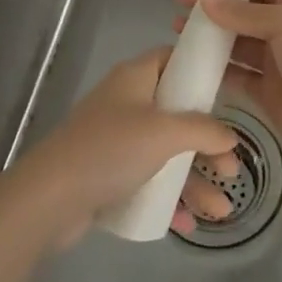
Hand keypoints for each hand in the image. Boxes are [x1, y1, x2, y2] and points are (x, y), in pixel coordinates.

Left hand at [10, 47, 241, 249]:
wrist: (50, 198)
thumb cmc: (111, 150)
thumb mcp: (164, 133)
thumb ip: (203, 130)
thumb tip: (231, 137)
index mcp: (135, 77)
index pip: (172, 59)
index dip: (199, 71)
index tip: (228, 91)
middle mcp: (126, 103)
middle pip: (177, 114)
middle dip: (207, 143)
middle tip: (231, 168)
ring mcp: (116, 140)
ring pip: (165, 153)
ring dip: (194, 179)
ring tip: (221, 210)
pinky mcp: (107, 174)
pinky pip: (147, 180)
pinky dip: (169, 197)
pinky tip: (189, 222)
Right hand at [172, 0, 281, 173]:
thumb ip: (245, 13)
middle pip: (242, 9)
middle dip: (212, 1)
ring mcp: (274, 61)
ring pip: (234, 41)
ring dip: (208, 33)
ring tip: (176, 27)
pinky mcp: (265, 92)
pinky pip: (234, 74)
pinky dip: (213, 67)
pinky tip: (189, 61)